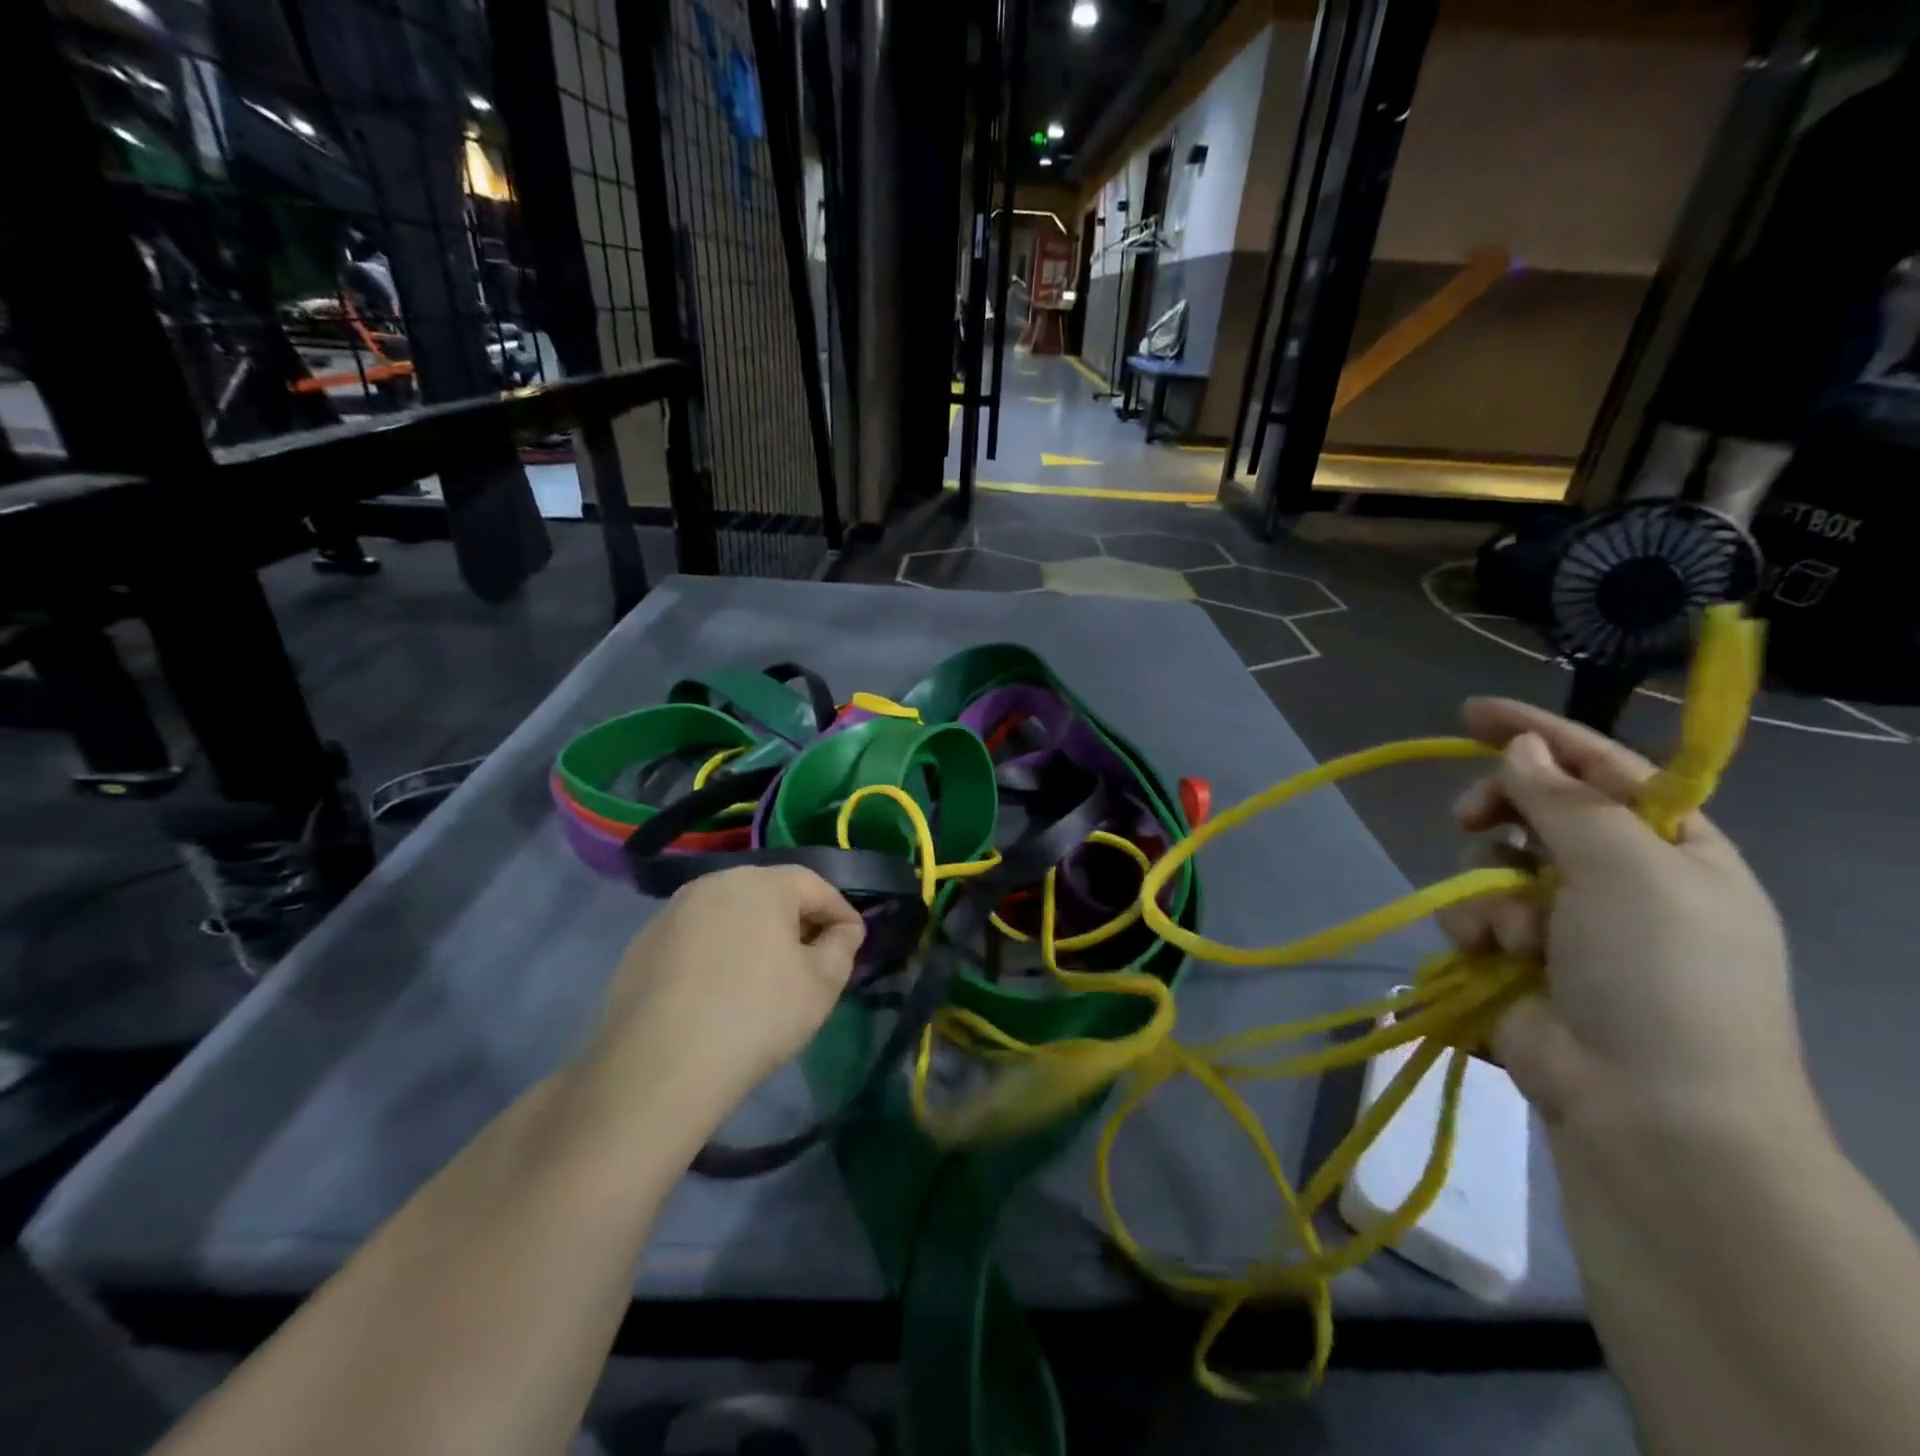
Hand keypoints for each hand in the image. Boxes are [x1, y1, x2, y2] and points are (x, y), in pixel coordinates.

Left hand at [571, 867, 864, 1140]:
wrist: (659, 1068)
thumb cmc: (757, 1016)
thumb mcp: (822, 984)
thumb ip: (843, 946)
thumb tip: (843, 930)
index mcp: (762, 882)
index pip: (814, 885)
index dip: (840, 912)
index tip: (853, 942)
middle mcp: (715, 883)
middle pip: (770, 894)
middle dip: (796, 921)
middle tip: (813, 958)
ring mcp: (672, 912)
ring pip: (730, 914)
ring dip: (754, 936)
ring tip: (766, 977)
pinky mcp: (643, 945)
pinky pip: (696, 939)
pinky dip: (717, 954)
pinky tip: (719, 993)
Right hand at [1444, 699, 1810, 1136]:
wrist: (1648, 1109)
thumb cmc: (1660, 972)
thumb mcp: (1628, 869)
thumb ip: (1564, 800)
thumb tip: (1521, 748)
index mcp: (1673, 851)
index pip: (1602, 769)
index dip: (1539, 733)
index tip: (1471, 713)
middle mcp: (1620, 881)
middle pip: (1536, 812)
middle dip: (1497, 811)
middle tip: (1470, 817)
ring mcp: (1566, 925)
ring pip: (1491, 866)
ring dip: (1491, 890)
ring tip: (1516, 935)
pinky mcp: (1517, 963)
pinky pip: (1473, 918)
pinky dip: (1478, 933)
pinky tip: (1497, 961)